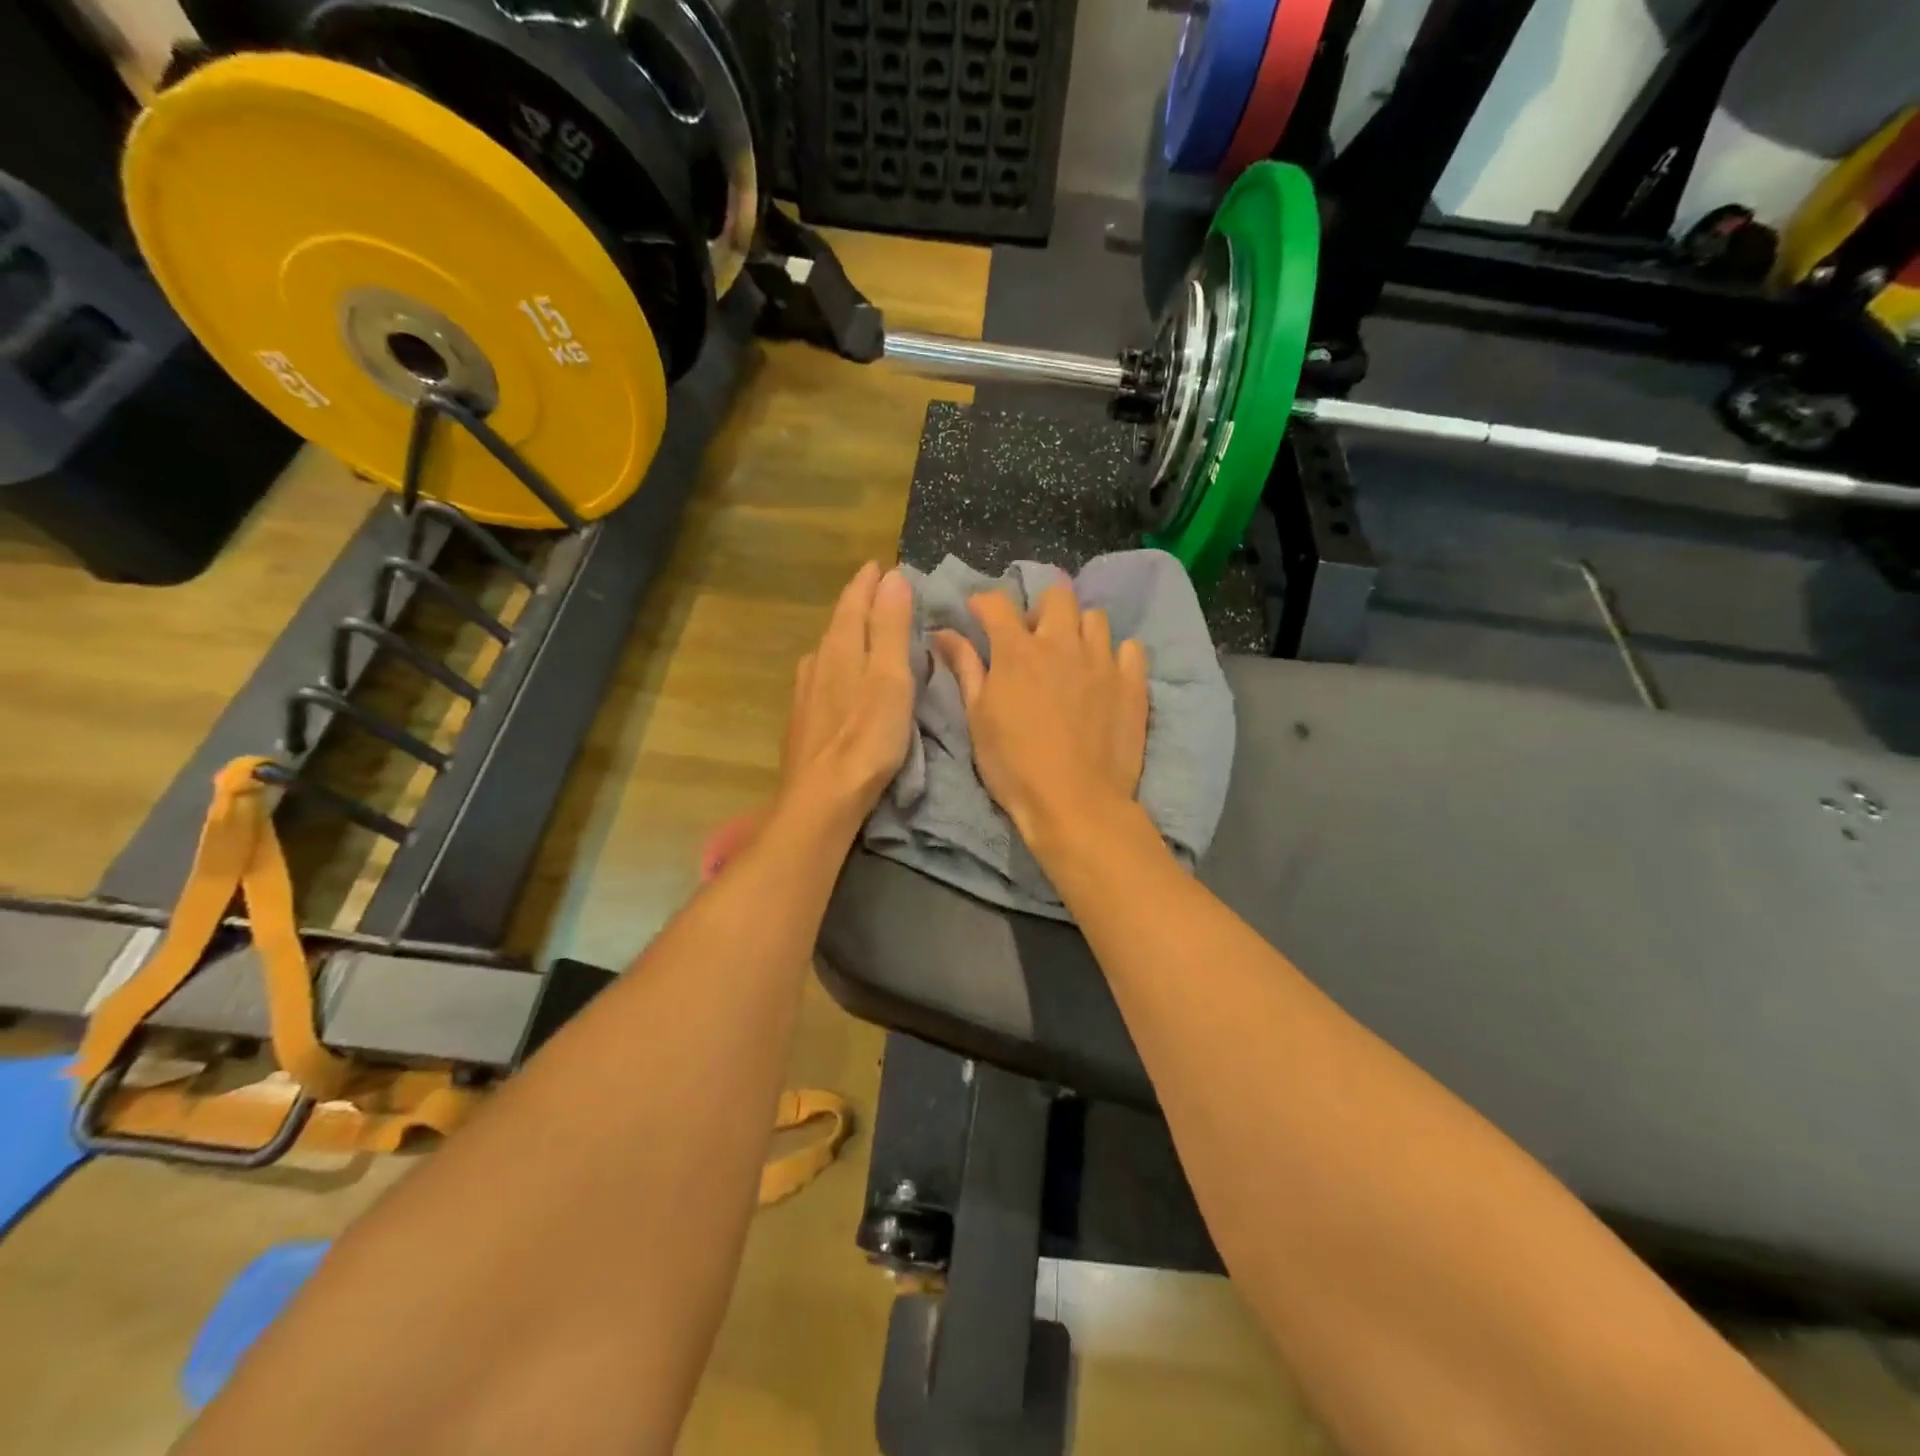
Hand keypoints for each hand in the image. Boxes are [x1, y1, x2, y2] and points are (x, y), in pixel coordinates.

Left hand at [777, 562, 914, 830]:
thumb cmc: (867, 737)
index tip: (880, 566)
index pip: (854, 601)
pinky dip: (838, 664)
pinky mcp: (803, 719)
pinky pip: (822, 676)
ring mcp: (805, 691)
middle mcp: (817, 661)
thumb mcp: (890, 677)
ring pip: (828, 651)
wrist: (822, 797)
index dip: (868, 582)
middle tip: (877, 593)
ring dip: (847, 635)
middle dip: (858, 605)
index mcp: (841, 646)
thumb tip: (892, 577)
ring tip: (865, 632)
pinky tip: (840, 678)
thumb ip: (890, 627)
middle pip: (839, 623)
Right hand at [933, 584, 1148, 844]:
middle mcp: (1062, 643)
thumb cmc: (1014, 766)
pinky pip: (1130, 648)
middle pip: (1057, 595)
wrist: (1075, 803)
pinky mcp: (1132, 683)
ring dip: (1079, 629)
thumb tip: (943, 633)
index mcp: (1018, 651)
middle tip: (1033, 639)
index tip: (978, 614)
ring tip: (1071, 656)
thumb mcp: (978, 718)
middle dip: (1041, 608)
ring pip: (1095, 617)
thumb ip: (966, 668)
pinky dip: (1116, 655)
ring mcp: (1102, 661)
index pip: (997, 603)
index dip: (983, 602)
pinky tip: (1105, 675)